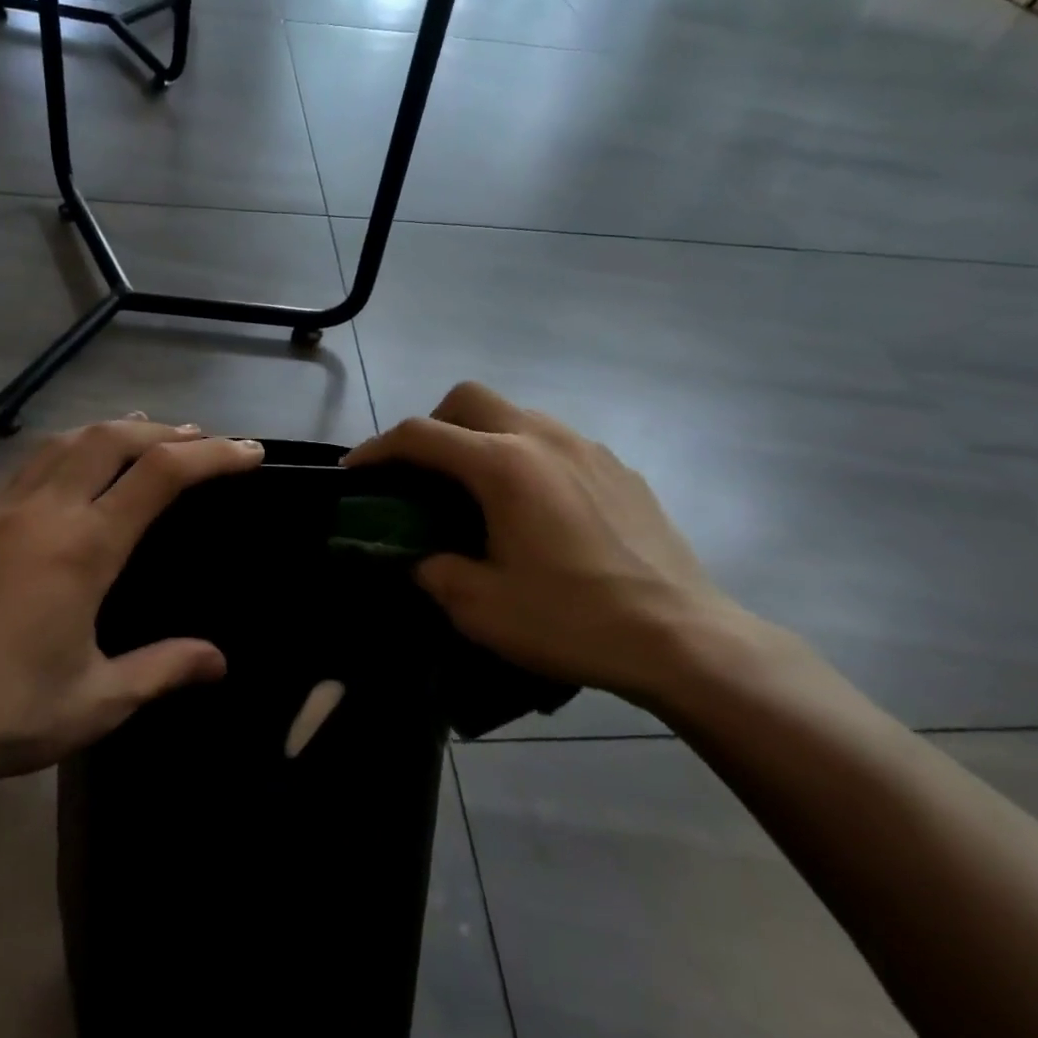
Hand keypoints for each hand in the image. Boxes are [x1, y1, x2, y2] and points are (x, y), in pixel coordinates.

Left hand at [0, 417, 263, 788]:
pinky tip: (79, 466)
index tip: (250, 452)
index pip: (160, 474)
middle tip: (206, 440)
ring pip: (68, 440)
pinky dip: (73, 446)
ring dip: (117, 429)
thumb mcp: (99, 700)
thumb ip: (164, 669)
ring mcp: (4, 512)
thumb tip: (219, 660)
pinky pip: (34, 462)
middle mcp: (46, 512)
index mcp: (84, 546)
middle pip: (114, 438)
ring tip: (150, 435)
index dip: (213, 456)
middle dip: (168, 431)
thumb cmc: (7, 711)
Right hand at [345, 382, 751, 703]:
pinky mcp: (619, 467)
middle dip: (432, 425)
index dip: (378, 448)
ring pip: (515, 413)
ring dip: (481, 437)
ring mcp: (587, 447)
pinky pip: (556, 441)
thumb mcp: (481, 608)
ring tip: (479, 490)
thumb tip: (421, 557)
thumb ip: (434, 571)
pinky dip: (526, 455)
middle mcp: (543, 439)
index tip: (355, 470)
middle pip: (468, 398)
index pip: (421, 435)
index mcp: (503, 466)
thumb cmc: (573, 620)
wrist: (682, 638)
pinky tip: (537, 506)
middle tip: (422, 472)